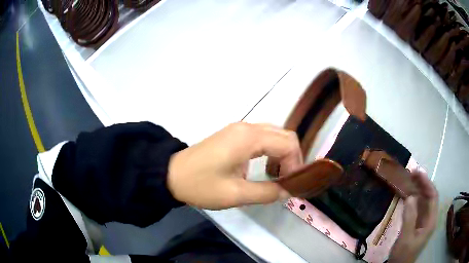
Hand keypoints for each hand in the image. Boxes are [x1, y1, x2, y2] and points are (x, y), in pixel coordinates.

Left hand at [167, 122, 302, 209]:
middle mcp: (247, 127)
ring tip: (277, 175)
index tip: (290, 185)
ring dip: (281, 153)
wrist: (171, 175)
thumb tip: (289, 191)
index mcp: (249, 138)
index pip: (288, 144)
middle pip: (284, 135)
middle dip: (291, 157)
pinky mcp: (233, 134)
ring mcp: (239, 129)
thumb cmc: (201, 185)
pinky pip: (262, 137)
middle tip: (287, 180)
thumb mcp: (236, 195)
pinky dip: (270, 150)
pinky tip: (264, 167)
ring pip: (274, 134)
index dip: (295, 164)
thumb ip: (267, 193)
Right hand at [389, 172, 438, 262]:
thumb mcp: (406, 238)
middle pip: (429, 196)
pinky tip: (406, 194)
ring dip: (417, 189)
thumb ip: (409, 218)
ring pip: (423, 200)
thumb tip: (410, 196)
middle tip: (411, 173)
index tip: (417, 173)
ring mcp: (423, 221)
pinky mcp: (416, 224)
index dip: (427, 183)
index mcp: (431, 221)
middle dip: (422, 184)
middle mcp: (429, 218)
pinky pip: (417, 207)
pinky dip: (412, 199)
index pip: (433, 196)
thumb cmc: (403, 255)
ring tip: (409, 180)